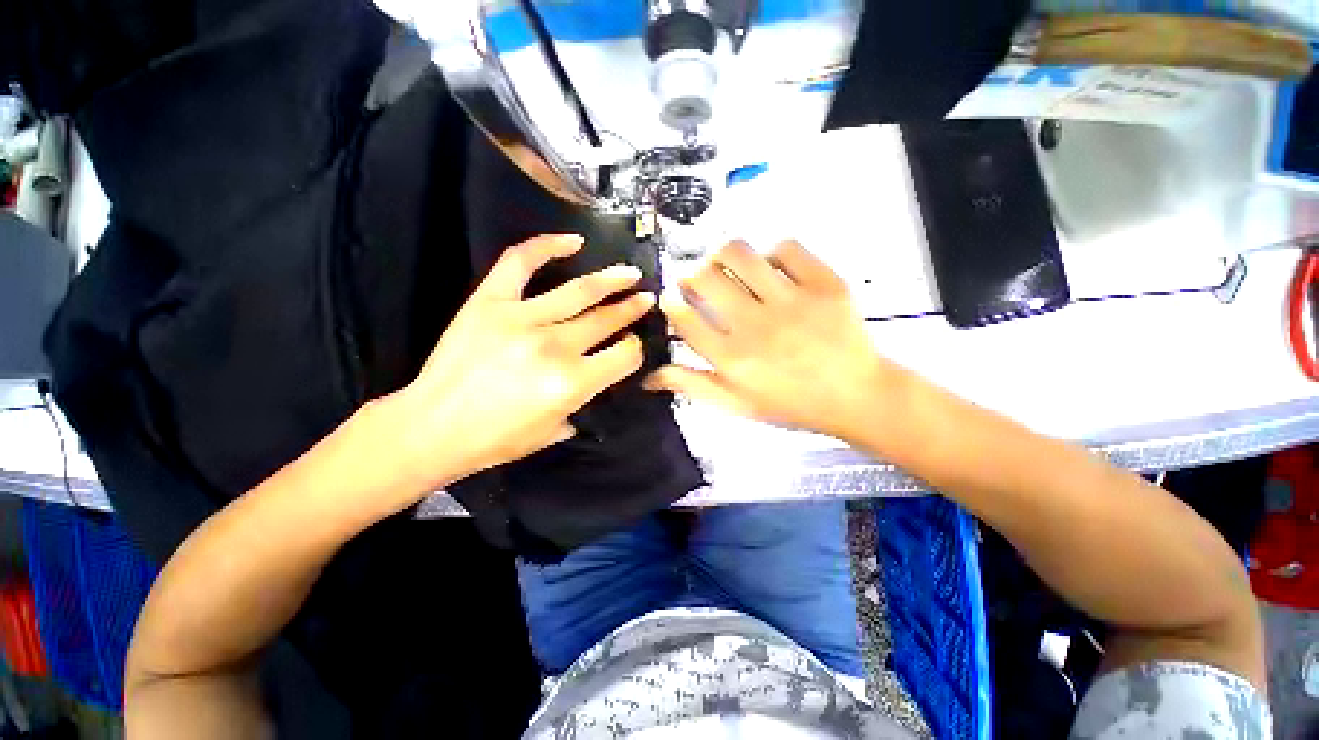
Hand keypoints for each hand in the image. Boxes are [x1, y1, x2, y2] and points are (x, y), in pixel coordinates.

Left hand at [389, 234, 653, 485]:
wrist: (432, 428)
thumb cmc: (496, 440)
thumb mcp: (554, 431)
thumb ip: (583, 401)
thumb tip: (596, 375)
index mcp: (572, 383)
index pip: (624, 355)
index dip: (635, 349)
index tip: (633, 345)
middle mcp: (554, 346)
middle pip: (607, 319)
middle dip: (632, 308)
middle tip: (646, 298)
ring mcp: (521, 318)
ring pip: (580, 291)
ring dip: (611, 279)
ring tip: (629, 273)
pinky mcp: (490, 302)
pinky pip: (521, 262)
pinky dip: (547, 246)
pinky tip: (573, 241)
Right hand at [645, 240, 898, 440]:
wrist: (856, 395)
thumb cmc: (791, 404)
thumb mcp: (736, 404)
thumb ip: (692, 385)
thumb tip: (647, 377)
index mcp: (732, 358)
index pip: (683, 317)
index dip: (671, 303)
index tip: (674, 300)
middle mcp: (755, 325)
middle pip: (704, 277)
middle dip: (691, 274)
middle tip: (699, 282)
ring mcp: (791, 300)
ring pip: (739, 253)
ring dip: (723, 255)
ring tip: (727, 266)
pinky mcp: (823, 282)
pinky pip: (786, 247)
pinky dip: (772, 252)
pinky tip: (771, 268)